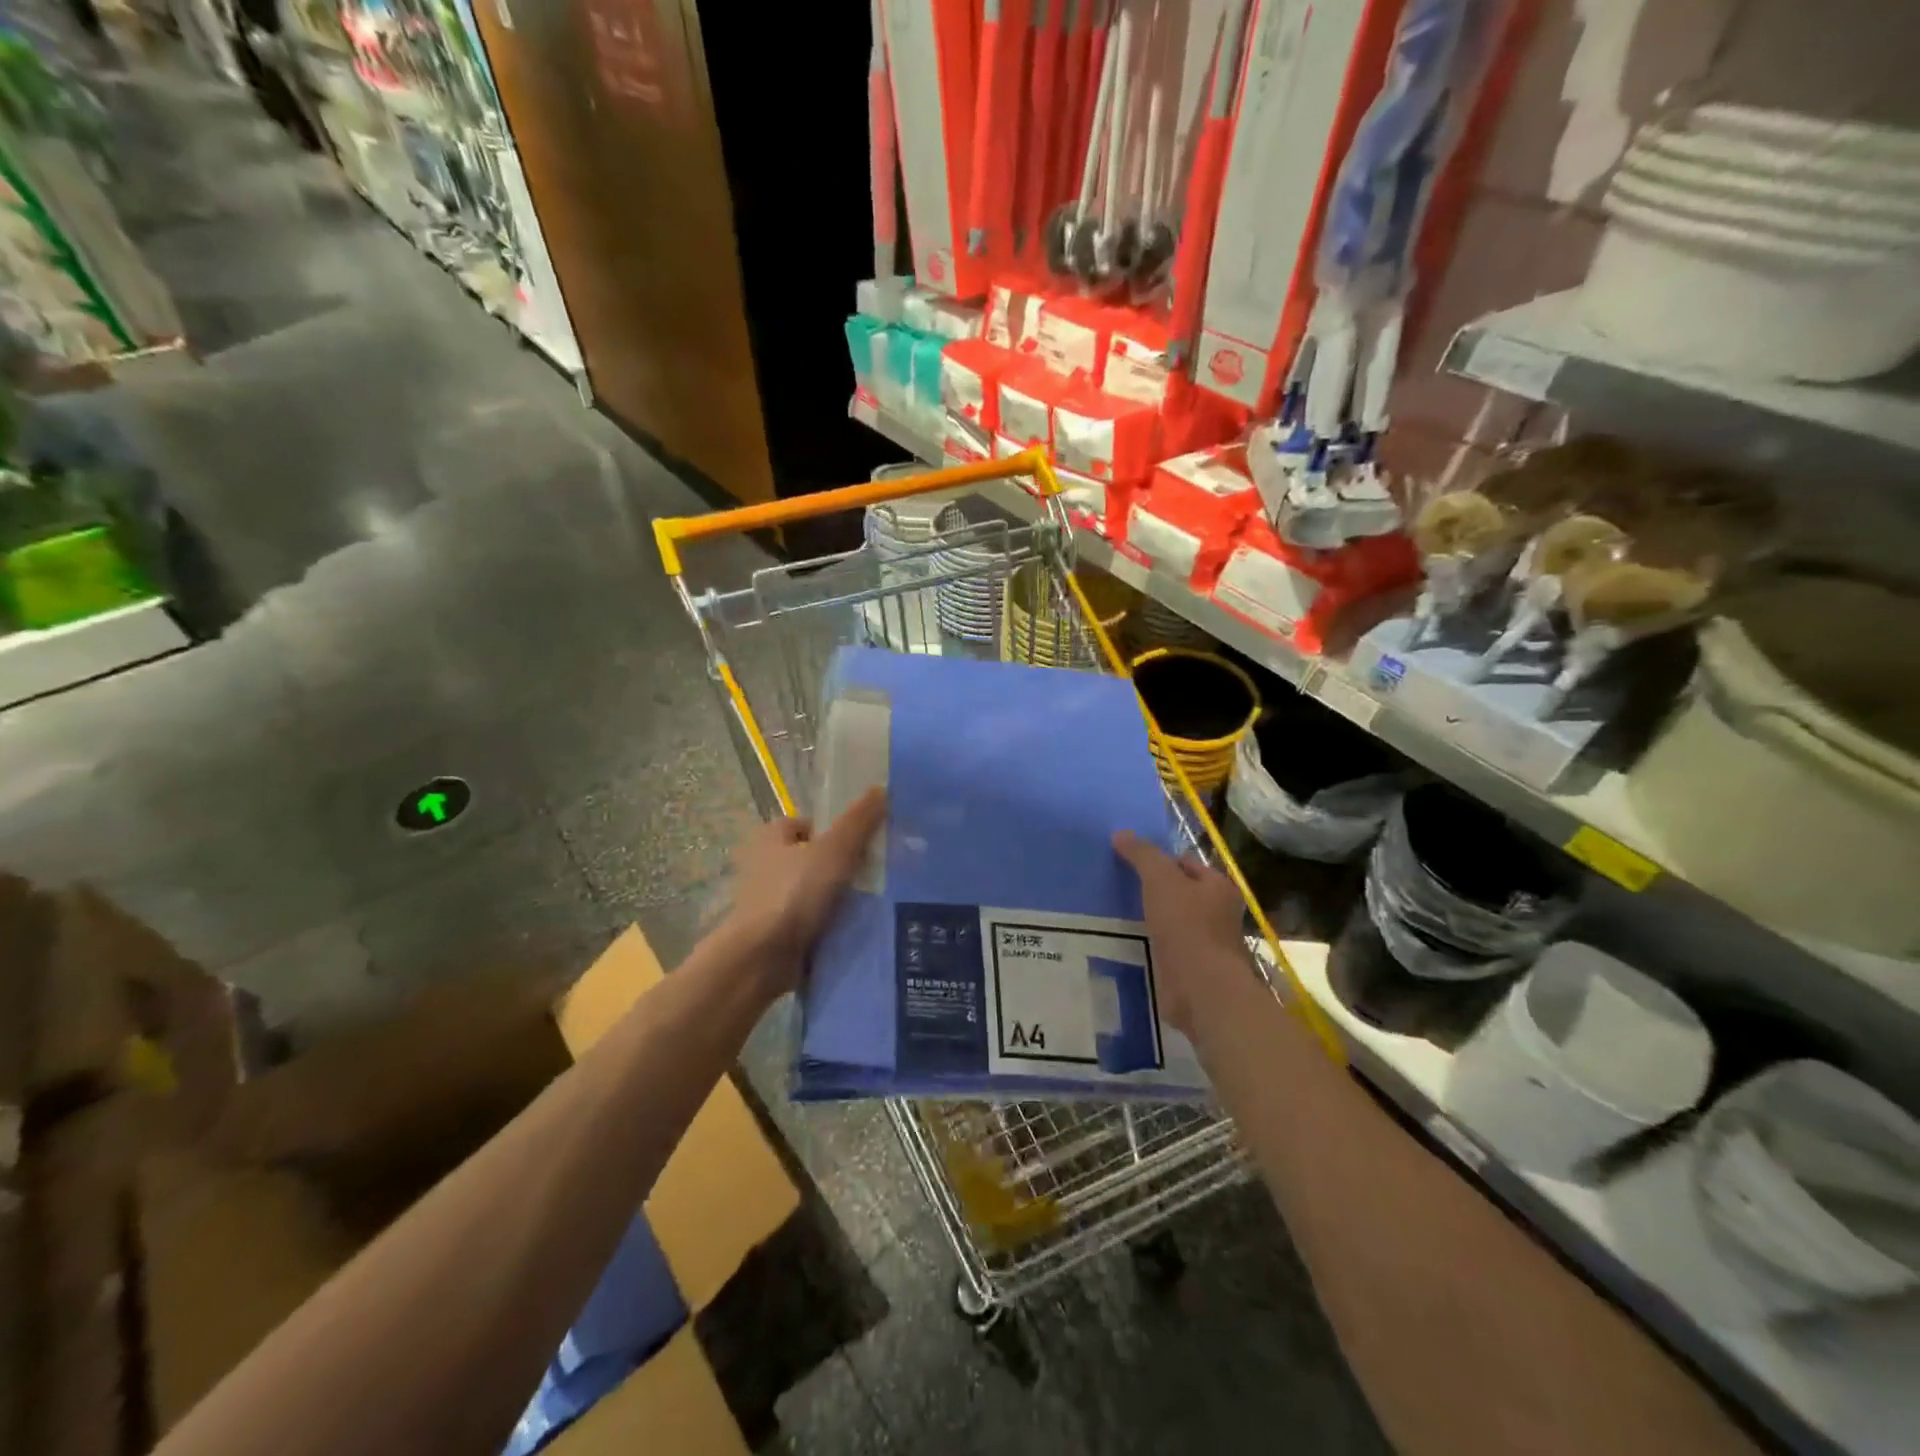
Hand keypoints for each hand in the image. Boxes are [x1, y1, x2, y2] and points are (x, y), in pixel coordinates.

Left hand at [721, 788, 887, 996]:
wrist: (761, 959)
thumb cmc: (794, 894)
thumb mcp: (834, 850)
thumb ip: (858, 821)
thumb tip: (881, 788)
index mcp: (770, 838)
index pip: (807, 825)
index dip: (834, 831)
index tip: (863, 845)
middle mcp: (764, 867)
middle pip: (813, 859)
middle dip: (842, 867)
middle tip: (876, 874)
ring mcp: (769, 903)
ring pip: (815, 893)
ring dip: (839, 900)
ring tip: (874, 904)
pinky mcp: (776, 935)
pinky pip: (812, 924)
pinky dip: (830, 927)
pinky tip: (856, 931)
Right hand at [1113, 831, 1251, 1036]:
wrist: (1201, 989)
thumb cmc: (1187, 926)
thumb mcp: (1160, 879)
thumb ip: (1142, 855)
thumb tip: (1121, 833)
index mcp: (1219, 887)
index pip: (1187, 863)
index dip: (1160, 860)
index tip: (1130, 862)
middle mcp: (1218, 914)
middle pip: (1180, 893)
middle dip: (1154, 890)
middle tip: (1119, 885)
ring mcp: (1206, 944)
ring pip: (1172, 922)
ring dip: (1150, 919)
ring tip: (1116, 913)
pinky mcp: (1191, 970)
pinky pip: (1166, 948)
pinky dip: (1150, 945)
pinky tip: (1126, 942)